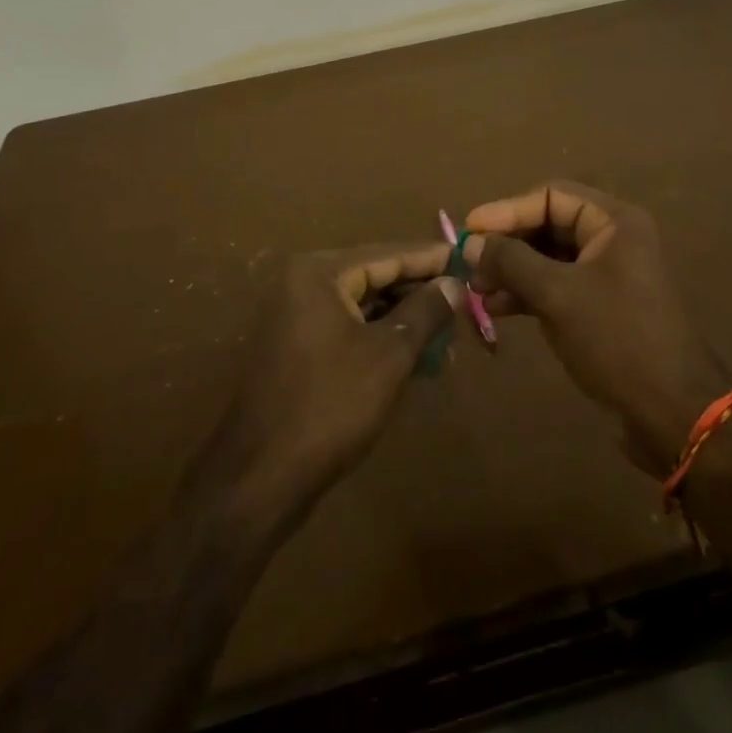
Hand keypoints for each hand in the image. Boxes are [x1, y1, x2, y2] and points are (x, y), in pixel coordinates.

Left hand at [210, 243, 462, 529]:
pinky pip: (349, 328)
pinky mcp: (298, 347)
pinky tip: (415, 357)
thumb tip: (454, 283)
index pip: (388, 254)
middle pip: (375, 276)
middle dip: (420, 292)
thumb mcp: (389, 355)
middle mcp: (303, 283)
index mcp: (320, 272)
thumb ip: (425, 311)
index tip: (471, 258)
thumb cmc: (330, 405)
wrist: (259, 479)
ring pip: (364, 305)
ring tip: (447, 337)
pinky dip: (381, 337)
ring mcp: (297, 316)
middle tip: (465, 303)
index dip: (432, 259)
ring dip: (404, 319)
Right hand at [464, 182, 731, 474]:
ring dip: (513, 271)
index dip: (507, 210)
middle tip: (470, 264)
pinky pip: (558, 285)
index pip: (551, 196)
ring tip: (478, 290)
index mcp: (614, 221)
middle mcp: (613, 238)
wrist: (674, 413)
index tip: (468, 229)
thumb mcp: (558, 295)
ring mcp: (608, 273)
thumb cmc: (617, 339)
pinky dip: (528, 292)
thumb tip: (470, 242)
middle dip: (507, 243)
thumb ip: (511, 262)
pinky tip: (498, 308)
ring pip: (550, 257)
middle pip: (548, 224)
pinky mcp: (602, 305)